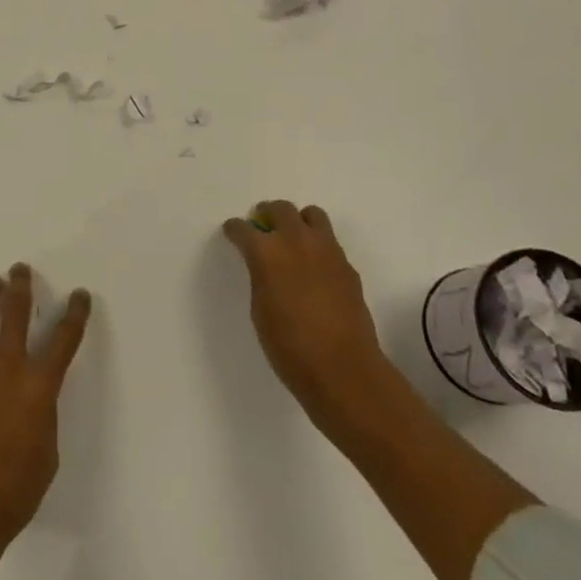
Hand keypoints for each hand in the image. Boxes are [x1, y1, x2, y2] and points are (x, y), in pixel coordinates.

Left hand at [0, 264, 91, 549]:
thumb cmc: (15, 489)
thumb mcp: (47, 451)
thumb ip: (43, 413)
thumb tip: (34, 398)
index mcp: (40, 385)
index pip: (64, 338)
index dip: (75, 313)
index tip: (80, 295)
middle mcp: (9, 367)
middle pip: (15, 312)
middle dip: (21, 286)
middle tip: (20, 270)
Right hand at [223, 201, 391, 441]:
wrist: (344, 371)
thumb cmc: (290, 348)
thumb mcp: (260, 310)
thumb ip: (261, 277)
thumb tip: (266, 266)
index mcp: (267, 252)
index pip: (244, 229)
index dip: (235, 230)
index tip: (233, 232)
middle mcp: (297, 241)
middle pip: (280, 208)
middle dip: (267, 213)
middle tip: (262, 225)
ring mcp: (327, 250)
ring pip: (312, 215)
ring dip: (298, 221)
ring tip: (293, 239)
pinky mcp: (347, 265)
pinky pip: (329, 242)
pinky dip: (318, 246)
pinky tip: (315, 269)